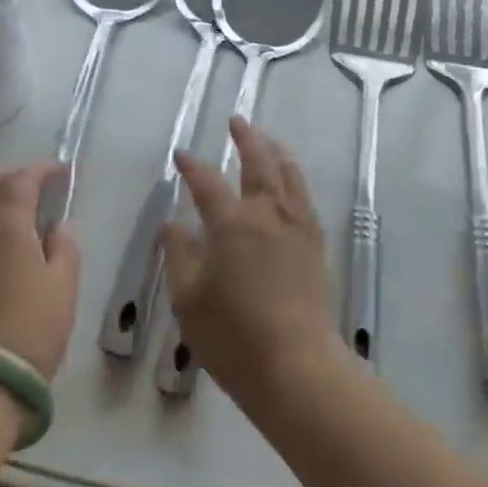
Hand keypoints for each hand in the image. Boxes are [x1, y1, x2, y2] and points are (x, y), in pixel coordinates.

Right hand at [162, 119, 343, 409]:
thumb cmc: (233, 337)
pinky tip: (289, 179)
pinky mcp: (314, 241)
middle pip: (257, 162)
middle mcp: (265, 213)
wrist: (296, 366)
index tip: (181, 155)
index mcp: (230, 224)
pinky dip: (294, 175)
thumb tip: (172, 223)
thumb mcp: (189, 300)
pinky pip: (304, 194)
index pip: (207, 182)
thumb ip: (179, 256)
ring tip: (267, 138)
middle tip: (236, 121)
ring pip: (287, 173)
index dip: (192, 166)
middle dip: (245, 138)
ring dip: (274, 149)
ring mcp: (295, 225)